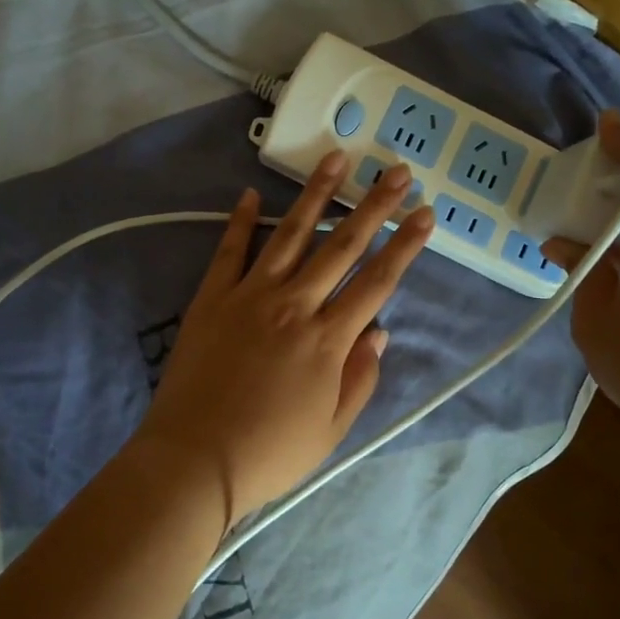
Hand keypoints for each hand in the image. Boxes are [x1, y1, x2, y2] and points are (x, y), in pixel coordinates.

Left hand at [134, 151, 435, 533]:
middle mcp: (295, 305)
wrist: (194, 460)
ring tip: (335, 158)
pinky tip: (249, 193)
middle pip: (342, 246)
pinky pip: (229, 251)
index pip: (377, 282)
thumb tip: (379, 332)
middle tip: (397, 171)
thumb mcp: (332, 429)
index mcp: (328, 339)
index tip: (425, 214)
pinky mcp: (212, 298)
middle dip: (374, 205)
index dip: (405, 246)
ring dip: (316, 194)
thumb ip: (360, 378)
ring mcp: (250, 296)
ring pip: (290, 235)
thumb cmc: (270, 453)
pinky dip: (240, 221)